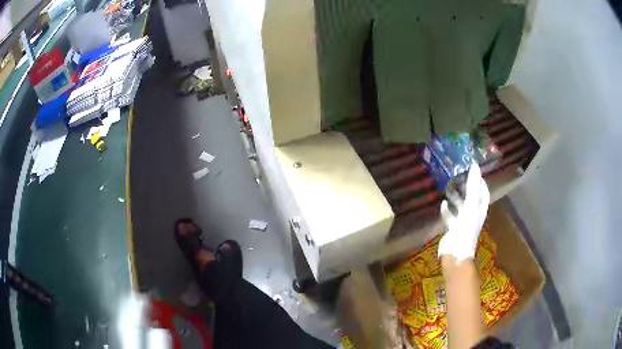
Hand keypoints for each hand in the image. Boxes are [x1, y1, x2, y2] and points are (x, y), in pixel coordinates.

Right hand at [438, 164, 489, 260]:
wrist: (455, 251)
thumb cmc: (466, 227)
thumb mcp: (471, 204)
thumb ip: (473, 185)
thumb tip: (475, 165)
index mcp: (480, 208)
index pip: (483, 192)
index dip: (480, 182)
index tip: (473, 171)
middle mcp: (473, 214)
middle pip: (471, 198)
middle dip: (466, 188)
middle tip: (457, 176)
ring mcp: (463, 222)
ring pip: (460, 206)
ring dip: (456, 198)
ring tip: (449, 188)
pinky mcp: (453, 228)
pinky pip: (451, 216)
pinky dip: (447, 210)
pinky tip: (442, 204)